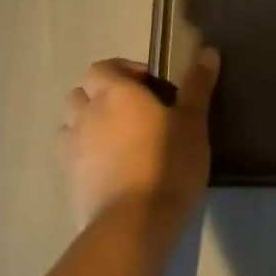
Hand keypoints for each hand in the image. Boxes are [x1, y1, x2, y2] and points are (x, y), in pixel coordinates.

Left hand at [60, 49, 219, 232]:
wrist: (134, 224)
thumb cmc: (168, 162)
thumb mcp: (193, 122)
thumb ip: (198, 85)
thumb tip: (208, 51)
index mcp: (115, 93)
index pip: (101, 68)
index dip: (122, 71)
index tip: (149, 86)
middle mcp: (87, 115)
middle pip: (80, 93)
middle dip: (100, 96)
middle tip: (132, 112)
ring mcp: (71, 150)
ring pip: (69, 125)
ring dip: (87, 124)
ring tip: (117, 140)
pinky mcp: (68, 182)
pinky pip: (70, 157)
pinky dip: (84, 155)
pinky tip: (110, 169)